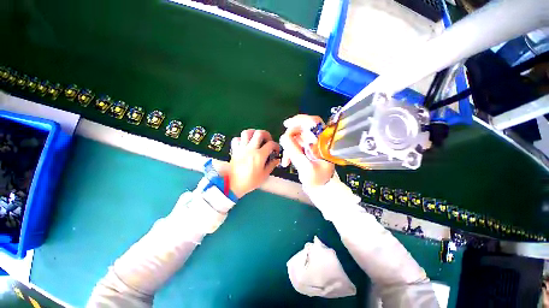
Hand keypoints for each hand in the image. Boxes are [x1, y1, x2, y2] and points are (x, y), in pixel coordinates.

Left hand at [221, 129, 279, 197]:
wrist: (232, 185)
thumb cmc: (249, 182)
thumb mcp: (263, 175)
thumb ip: (271, 165)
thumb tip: (276, 160)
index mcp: (259, 155)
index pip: (271, 144)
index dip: (276, 145)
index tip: (276, 150)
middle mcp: (250, 149)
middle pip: (259, 133)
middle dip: (266, 134)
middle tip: (268, 140)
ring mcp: (241, 148)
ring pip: (247, 132)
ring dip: (253, 133)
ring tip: (256, 138)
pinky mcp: (234, 150)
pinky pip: (236, 139)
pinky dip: (241, 139)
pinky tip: (245, 144)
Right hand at [279, 115, 334, 186]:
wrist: (320, 187)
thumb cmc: (316, 179)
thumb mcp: (305, 166)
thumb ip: (294, 151)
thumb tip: (283, 136)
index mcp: (323, 142)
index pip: (314, 123)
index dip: (300, 120)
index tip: (287, 124)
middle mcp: (319, 140)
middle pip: (304, 127)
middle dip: (291, 134)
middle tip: (283, 141)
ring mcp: (313, 144)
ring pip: (298, 136)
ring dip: (289, 146)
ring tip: (286, 160)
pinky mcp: (308, 148)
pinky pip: (296, 144)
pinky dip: (290, 150)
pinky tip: (287, 161)